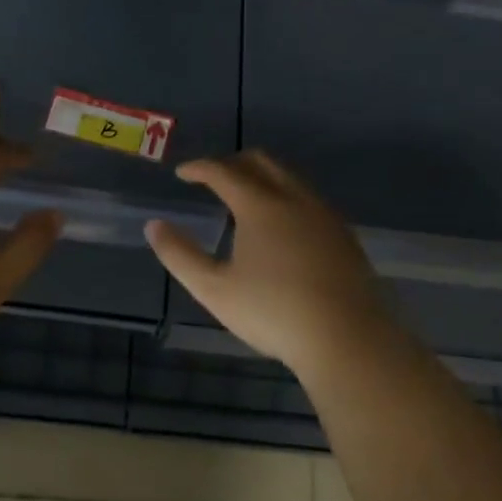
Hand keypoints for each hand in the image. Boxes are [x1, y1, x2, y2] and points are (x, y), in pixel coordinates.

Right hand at [145, 150, 396, 374]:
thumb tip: (155, 226)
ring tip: (245, 201)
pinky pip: (309, 200)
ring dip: (263, 179)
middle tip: (213, 179)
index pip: (224, 171)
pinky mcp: (344, 236)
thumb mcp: (213, 289)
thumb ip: (179, 255)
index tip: (183, 173)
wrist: (346, 337)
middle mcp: (295, 199)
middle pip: (262, 163)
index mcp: (260, 206)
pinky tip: (283, 228)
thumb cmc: (273, 312)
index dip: (200, 168)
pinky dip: (286, 198)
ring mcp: (325, 216)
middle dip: (233, 163)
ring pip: (290, 179)